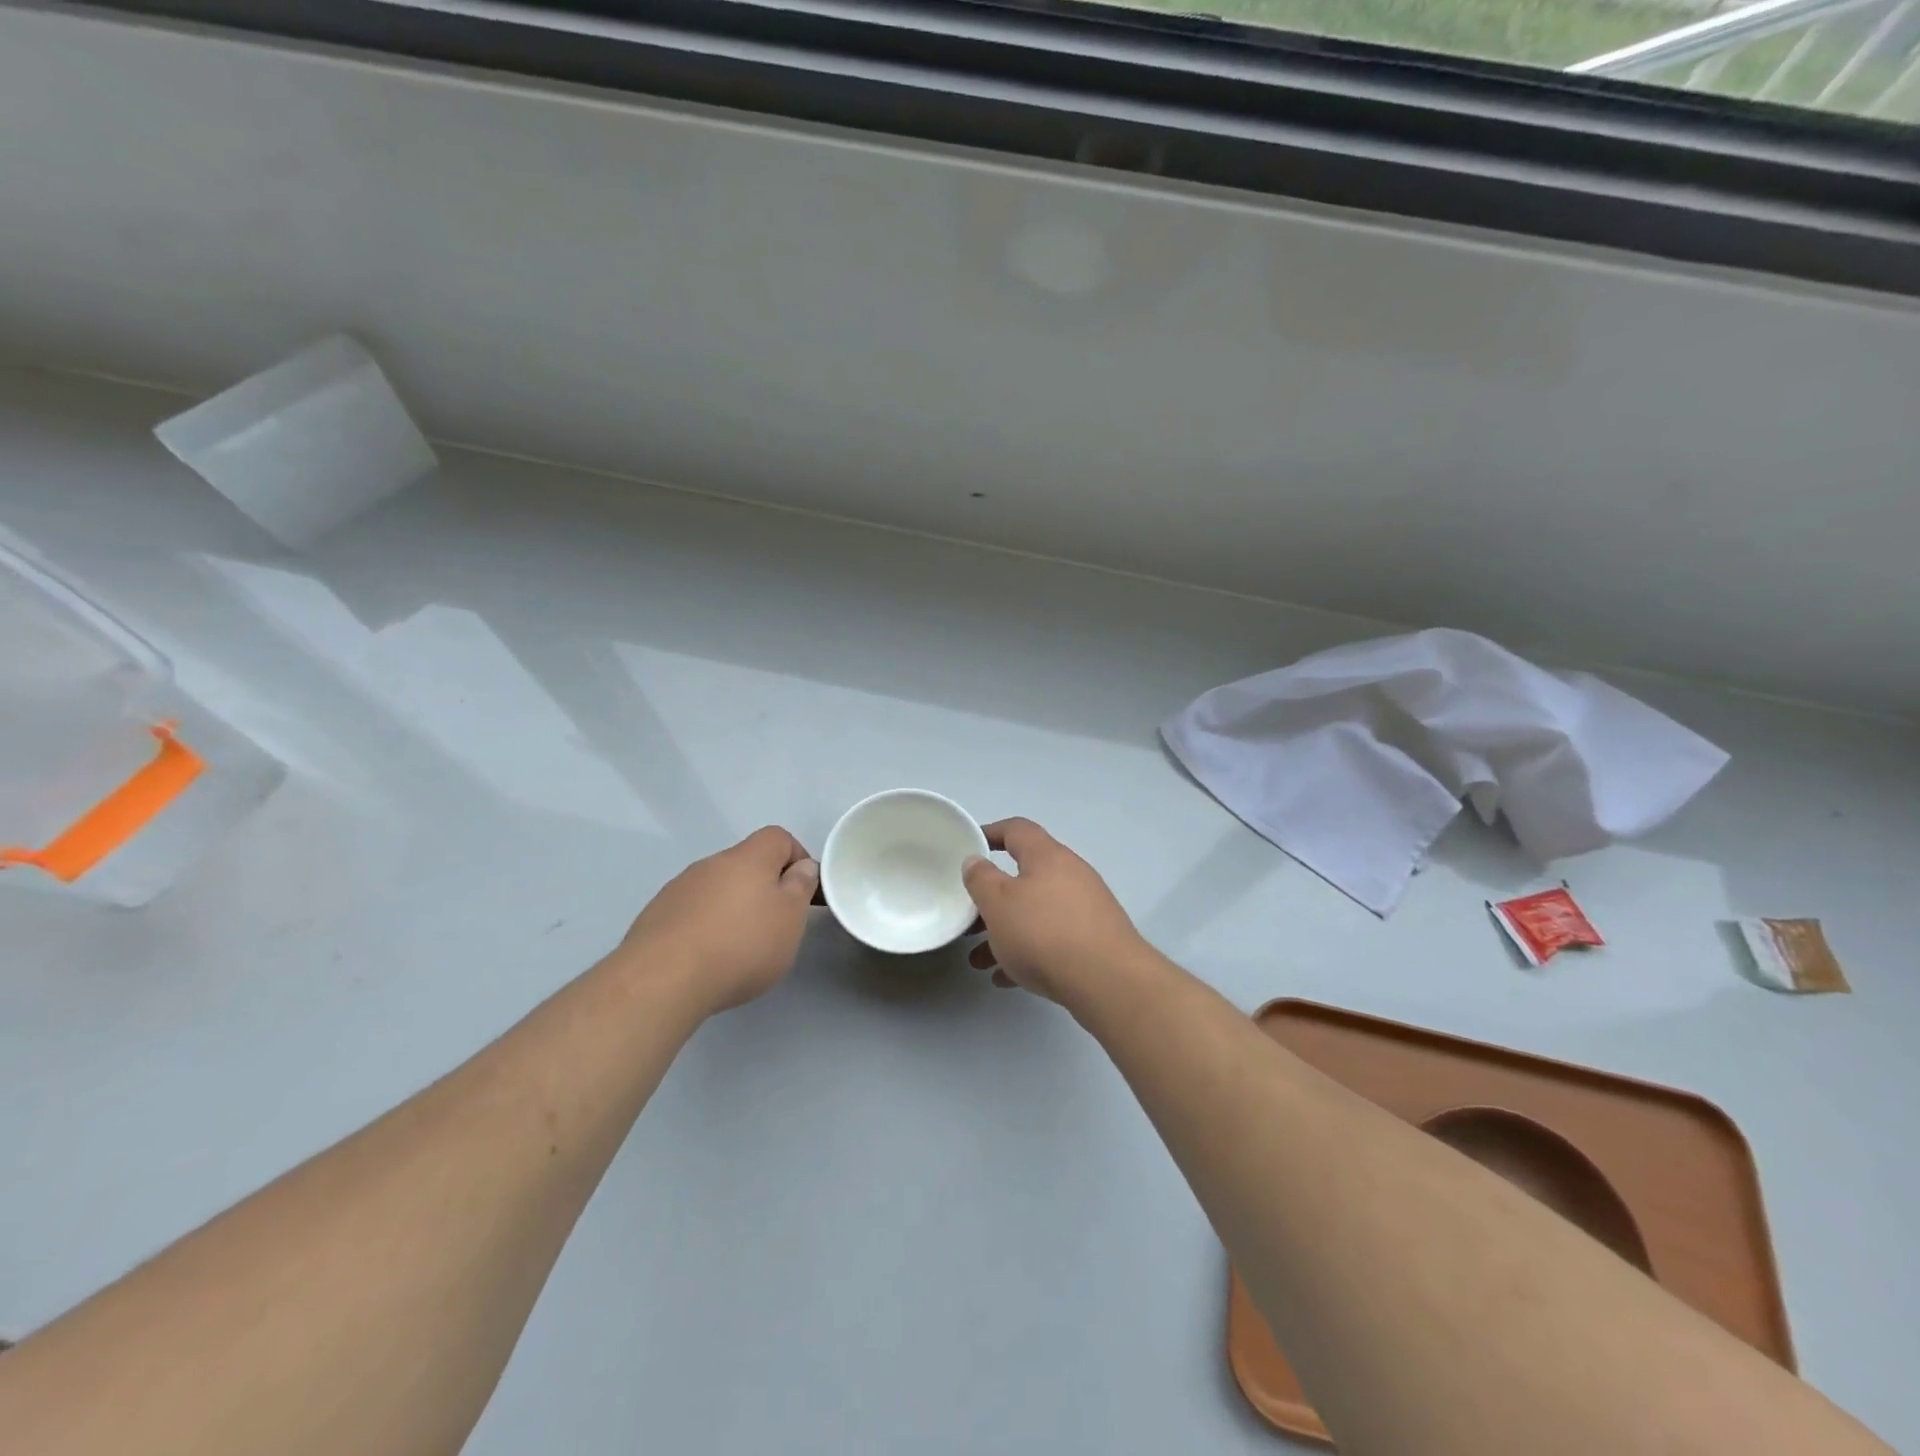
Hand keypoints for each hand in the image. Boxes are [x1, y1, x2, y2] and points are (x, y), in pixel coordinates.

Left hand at [620, 826, 818, 1013]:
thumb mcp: (790, 917)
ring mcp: (679, 888)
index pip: (778, 837)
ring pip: (717, 888)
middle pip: (746, 863)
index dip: (796, 858)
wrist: (662, 980)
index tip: (802, 892)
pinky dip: (704, 927)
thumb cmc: (741, 945)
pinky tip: (705, 959)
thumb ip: (800, 886)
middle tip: (773, 926)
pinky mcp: (656, 916)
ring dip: (731, 908)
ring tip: (737, 949)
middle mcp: (711, 863)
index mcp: (748, 857)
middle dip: (763, 888)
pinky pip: (691, 912)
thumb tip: (802, 866)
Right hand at [962, 818, 1147, 1004]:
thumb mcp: (998, 903)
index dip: (990, 833)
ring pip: (1035, 913)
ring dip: (1005, 932)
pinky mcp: (1094, 941)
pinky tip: (1006, 977)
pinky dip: (1027, 952)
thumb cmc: (1044, 933)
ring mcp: (1085, 909)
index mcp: (1047, 856)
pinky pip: (1052, 939)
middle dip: (992, 899)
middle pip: (1024, 877)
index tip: (969, 847)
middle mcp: (1070, 875)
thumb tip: (975, 861)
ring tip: (979, 960)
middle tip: (969, 918)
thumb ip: (981, 879)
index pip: (1017, 829)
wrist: (1108, 982)